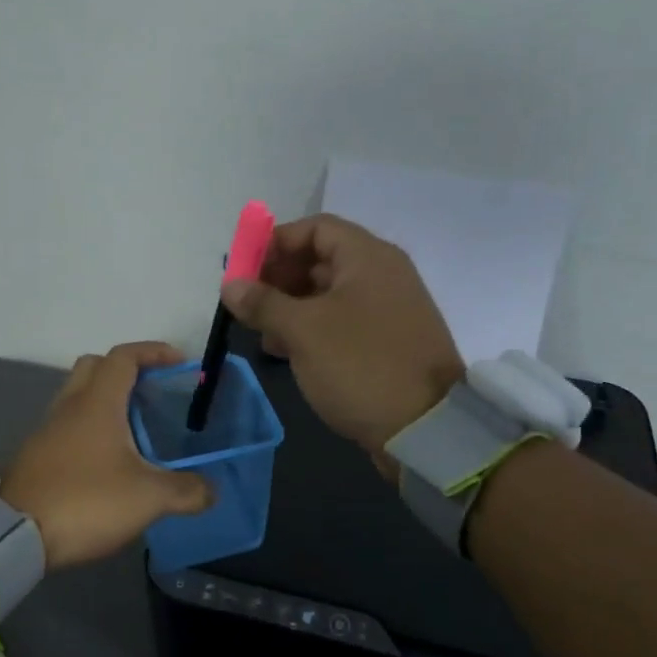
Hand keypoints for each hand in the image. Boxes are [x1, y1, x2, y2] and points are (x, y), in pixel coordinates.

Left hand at [0, 342, 213, 569]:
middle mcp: (69, 406)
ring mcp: (48, 430)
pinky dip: (90, 427)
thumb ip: (186, 490)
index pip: (124, 356)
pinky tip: (108, 459)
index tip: (179, 363)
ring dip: (106, 400)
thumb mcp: (148, 498)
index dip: (153, 352)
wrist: (14, 535)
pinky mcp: (37, 455)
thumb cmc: (86, 501)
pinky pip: (67, 425)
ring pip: (77, 396)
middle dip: (125, 369)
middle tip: (152, 391)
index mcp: (97, 402)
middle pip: (94, 366)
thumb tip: (212, 490)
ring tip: (135, 428)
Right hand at [222, 214, 463, 455]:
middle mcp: (382, 274)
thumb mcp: (303, 331)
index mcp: (368, 257)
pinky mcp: (388, 341)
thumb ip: (263, 302)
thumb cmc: (360, 364)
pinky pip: (343, 321)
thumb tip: (231, 285)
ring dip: (291, 307)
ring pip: (329, 293)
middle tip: (249, 304)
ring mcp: (388, 309)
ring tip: (262, 333)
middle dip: (280, 277)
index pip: (315, 228)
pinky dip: (313, 328)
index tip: (245, 269)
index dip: (276, 242)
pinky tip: (287, 351)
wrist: (426, 428)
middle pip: (321, 258)